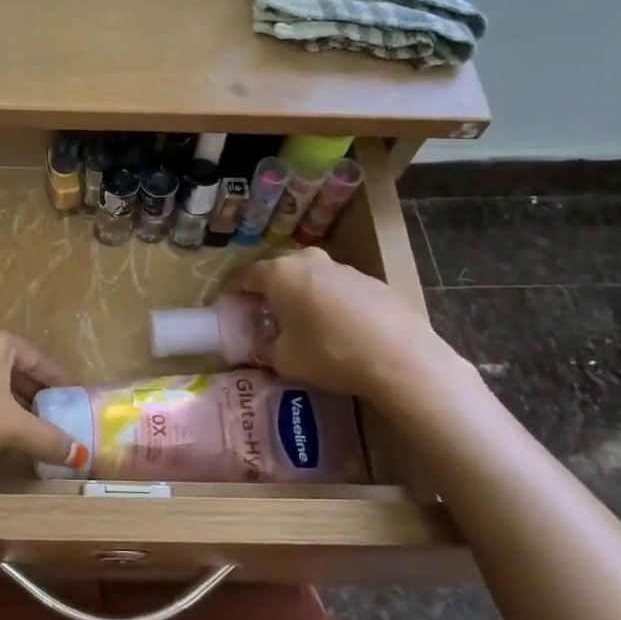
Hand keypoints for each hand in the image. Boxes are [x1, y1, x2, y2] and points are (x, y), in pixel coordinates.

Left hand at [0, 325, 78, 478]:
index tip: (79, 402)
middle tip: (63, 423)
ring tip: (39, 436)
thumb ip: (47, 439)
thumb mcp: (11, 425)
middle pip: (16, 373)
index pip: (39, 359)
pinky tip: (3, 441)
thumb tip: (81, 457)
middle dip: (39, 400)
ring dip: (15, 412)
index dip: (61, 382)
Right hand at [226, 249, 463, 405]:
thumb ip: (266, 347)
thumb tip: (263, 345)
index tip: (221, 305)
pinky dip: (323, 298)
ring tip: (293, 316)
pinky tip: (331, 324)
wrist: (400, 356)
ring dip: (294, 290)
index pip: (241, 274)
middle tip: (255, 308)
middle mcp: (307, 260)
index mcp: (278, 273)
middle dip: (261, 286)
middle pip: (273, 267)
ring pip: (306, 273)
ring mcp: (341, 267)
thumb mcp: (285, 359)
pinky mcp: (369, 280)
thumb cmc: (330, 353)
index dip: (227, 290)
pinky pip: (333, 284)